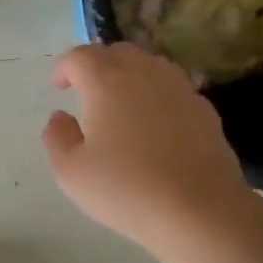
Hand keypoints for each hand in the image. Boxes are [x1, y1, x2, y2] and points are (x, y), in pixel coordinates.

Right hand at [41, 43, 251, 252]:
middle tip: (87, 91)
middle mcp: (145, 74)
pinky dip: (156, 95)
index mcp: (107, 82)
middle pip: (118, 52)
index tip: (58, 87)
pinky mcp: (204, 109)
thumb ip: (57, 137)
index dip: (64, 67)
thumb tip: (60, 117)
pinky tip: (153, 125)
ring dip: (129, 75)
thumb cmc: (126, 189)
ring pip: (150, 65)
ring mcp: (180, 89)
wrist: (199, 210)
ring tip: (120, 103)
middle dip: (98, 64)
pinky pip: (173, 89)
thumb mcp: (71, 171)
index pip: (80, 56)